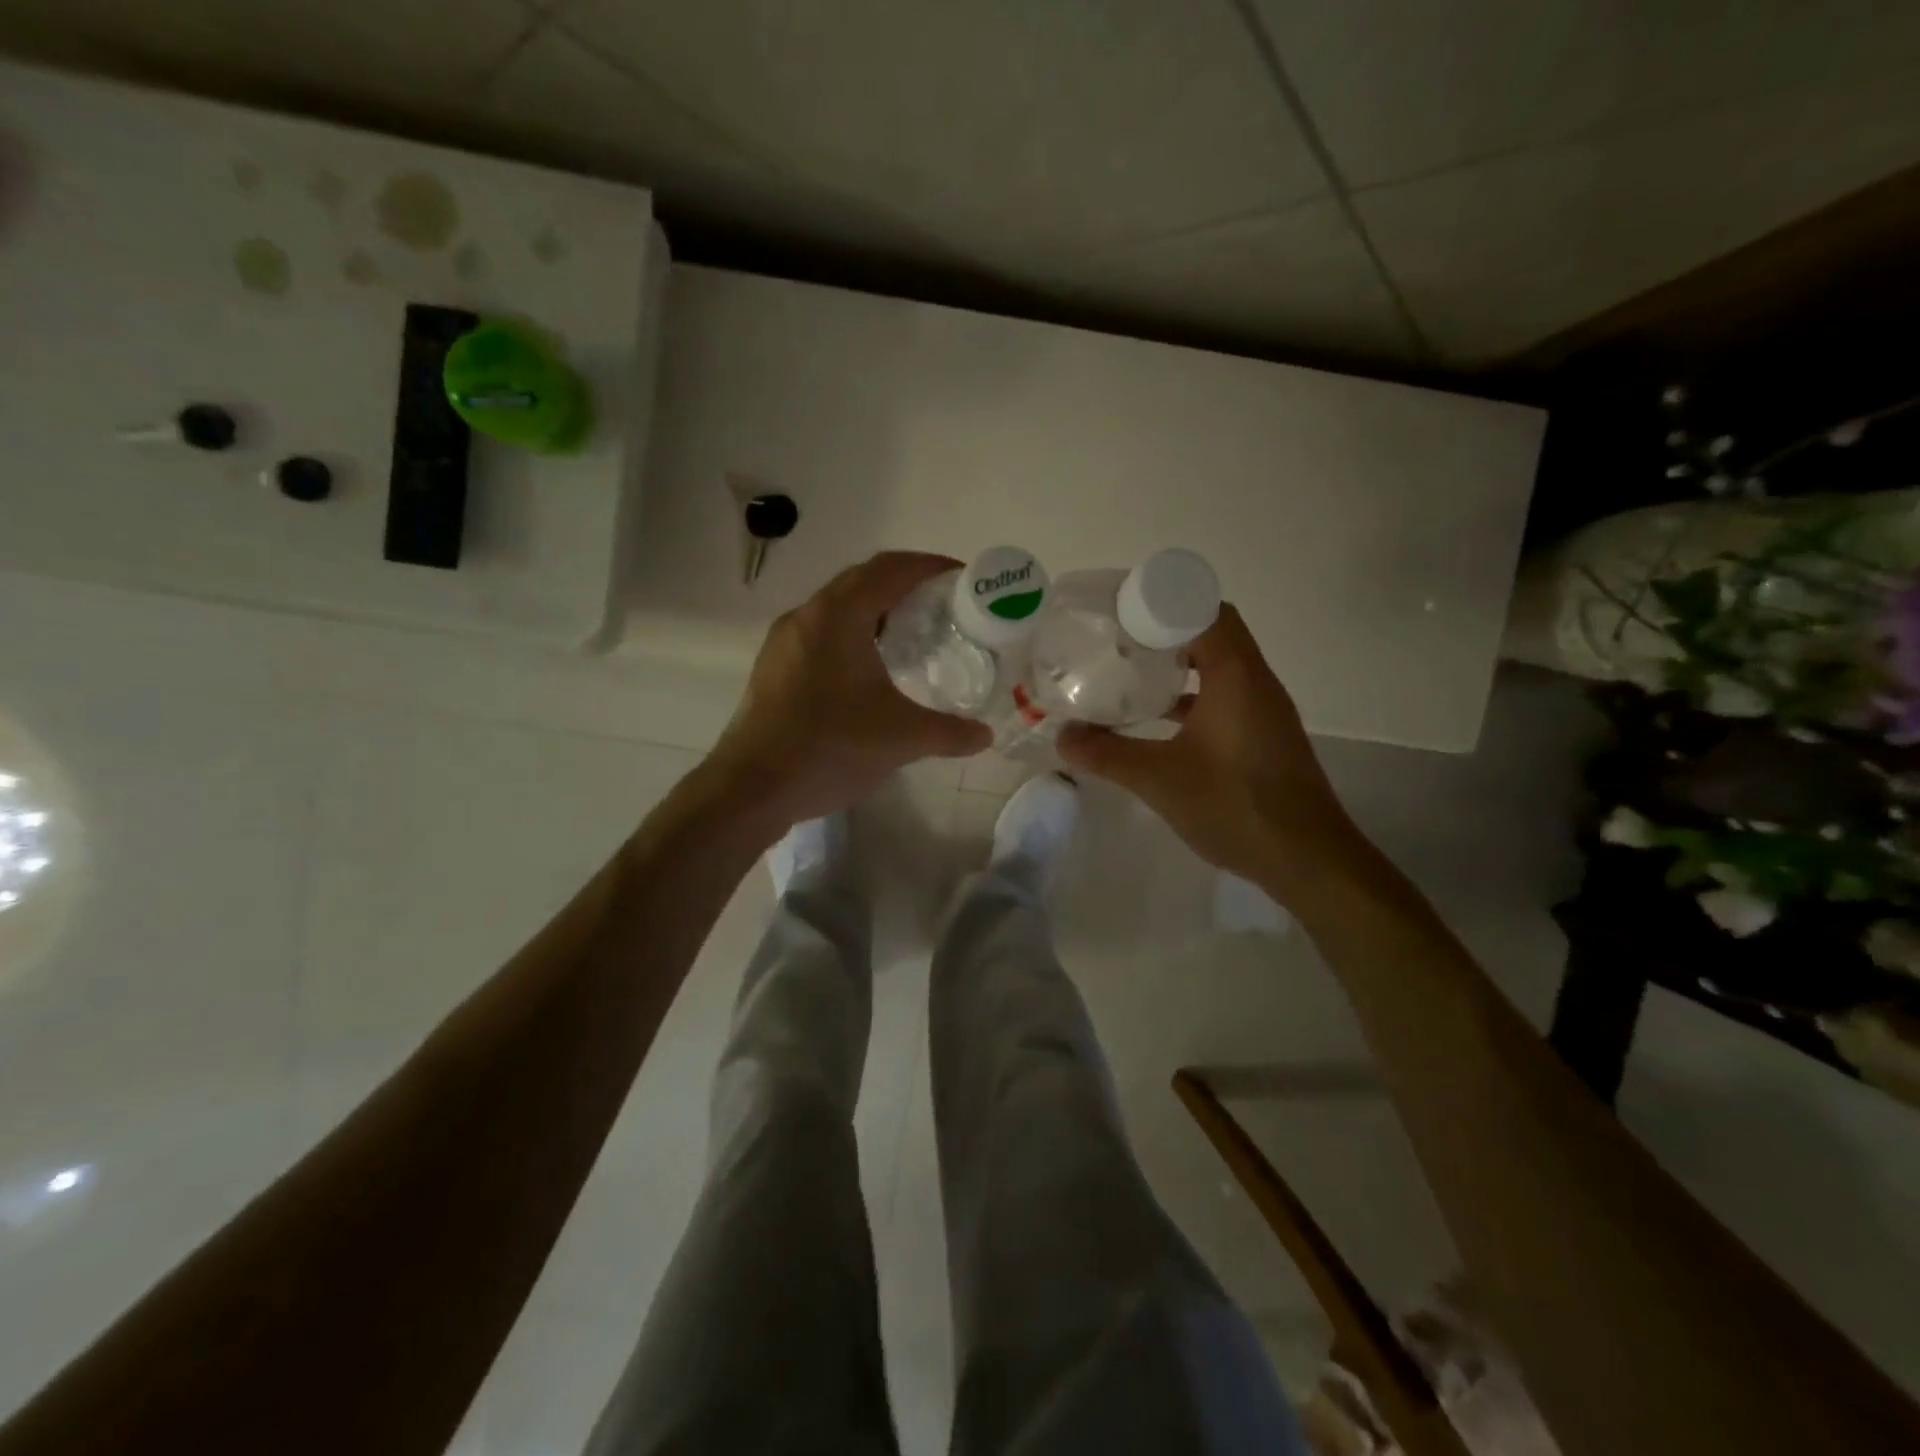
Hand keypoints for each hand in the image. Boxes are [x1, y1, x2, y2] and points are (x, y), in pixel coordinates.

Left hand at [707, 551, 991, 826]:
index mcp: (838, 615)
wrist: (752, 788)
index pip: (890, 568)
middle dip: (905, 587)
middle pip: (863, 582)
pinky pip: (822, 634)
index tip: (962, 578)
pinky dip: (853, 636)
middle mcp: (807, 616)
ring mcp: (785, 642)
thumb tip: (985, 735)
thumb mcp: (902, 738)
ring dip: (877, 612)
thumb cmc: (830, 748)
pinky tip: (871, 671)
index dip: (930, 567)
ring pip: (838, 609)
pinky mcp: (774, 668)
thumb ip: (950, 732)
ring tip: (912, 637)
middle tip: (944, 608)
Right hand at [1057, 604, 1364, 895]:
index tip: (1121, 612)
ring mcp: (1264, 710)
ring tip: (1132, 672)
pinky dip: (1194, 696)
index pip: (1204, 610)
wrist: (1306, 858)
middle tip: (1119, 640)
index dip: (1163, 603)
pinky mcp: (1264, 736)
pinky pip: (1226, 696)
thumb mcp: (1160, 779)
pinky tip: (1161, 720)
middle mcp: (1256, 682)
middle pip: (1212, 633)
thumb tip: (1063, 737)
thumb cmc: (1235, 806)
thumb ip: (1108, 755)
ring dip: (1181, 664)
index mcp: (1236, 675)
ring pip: (1220, 666)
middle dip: (1165, 630)